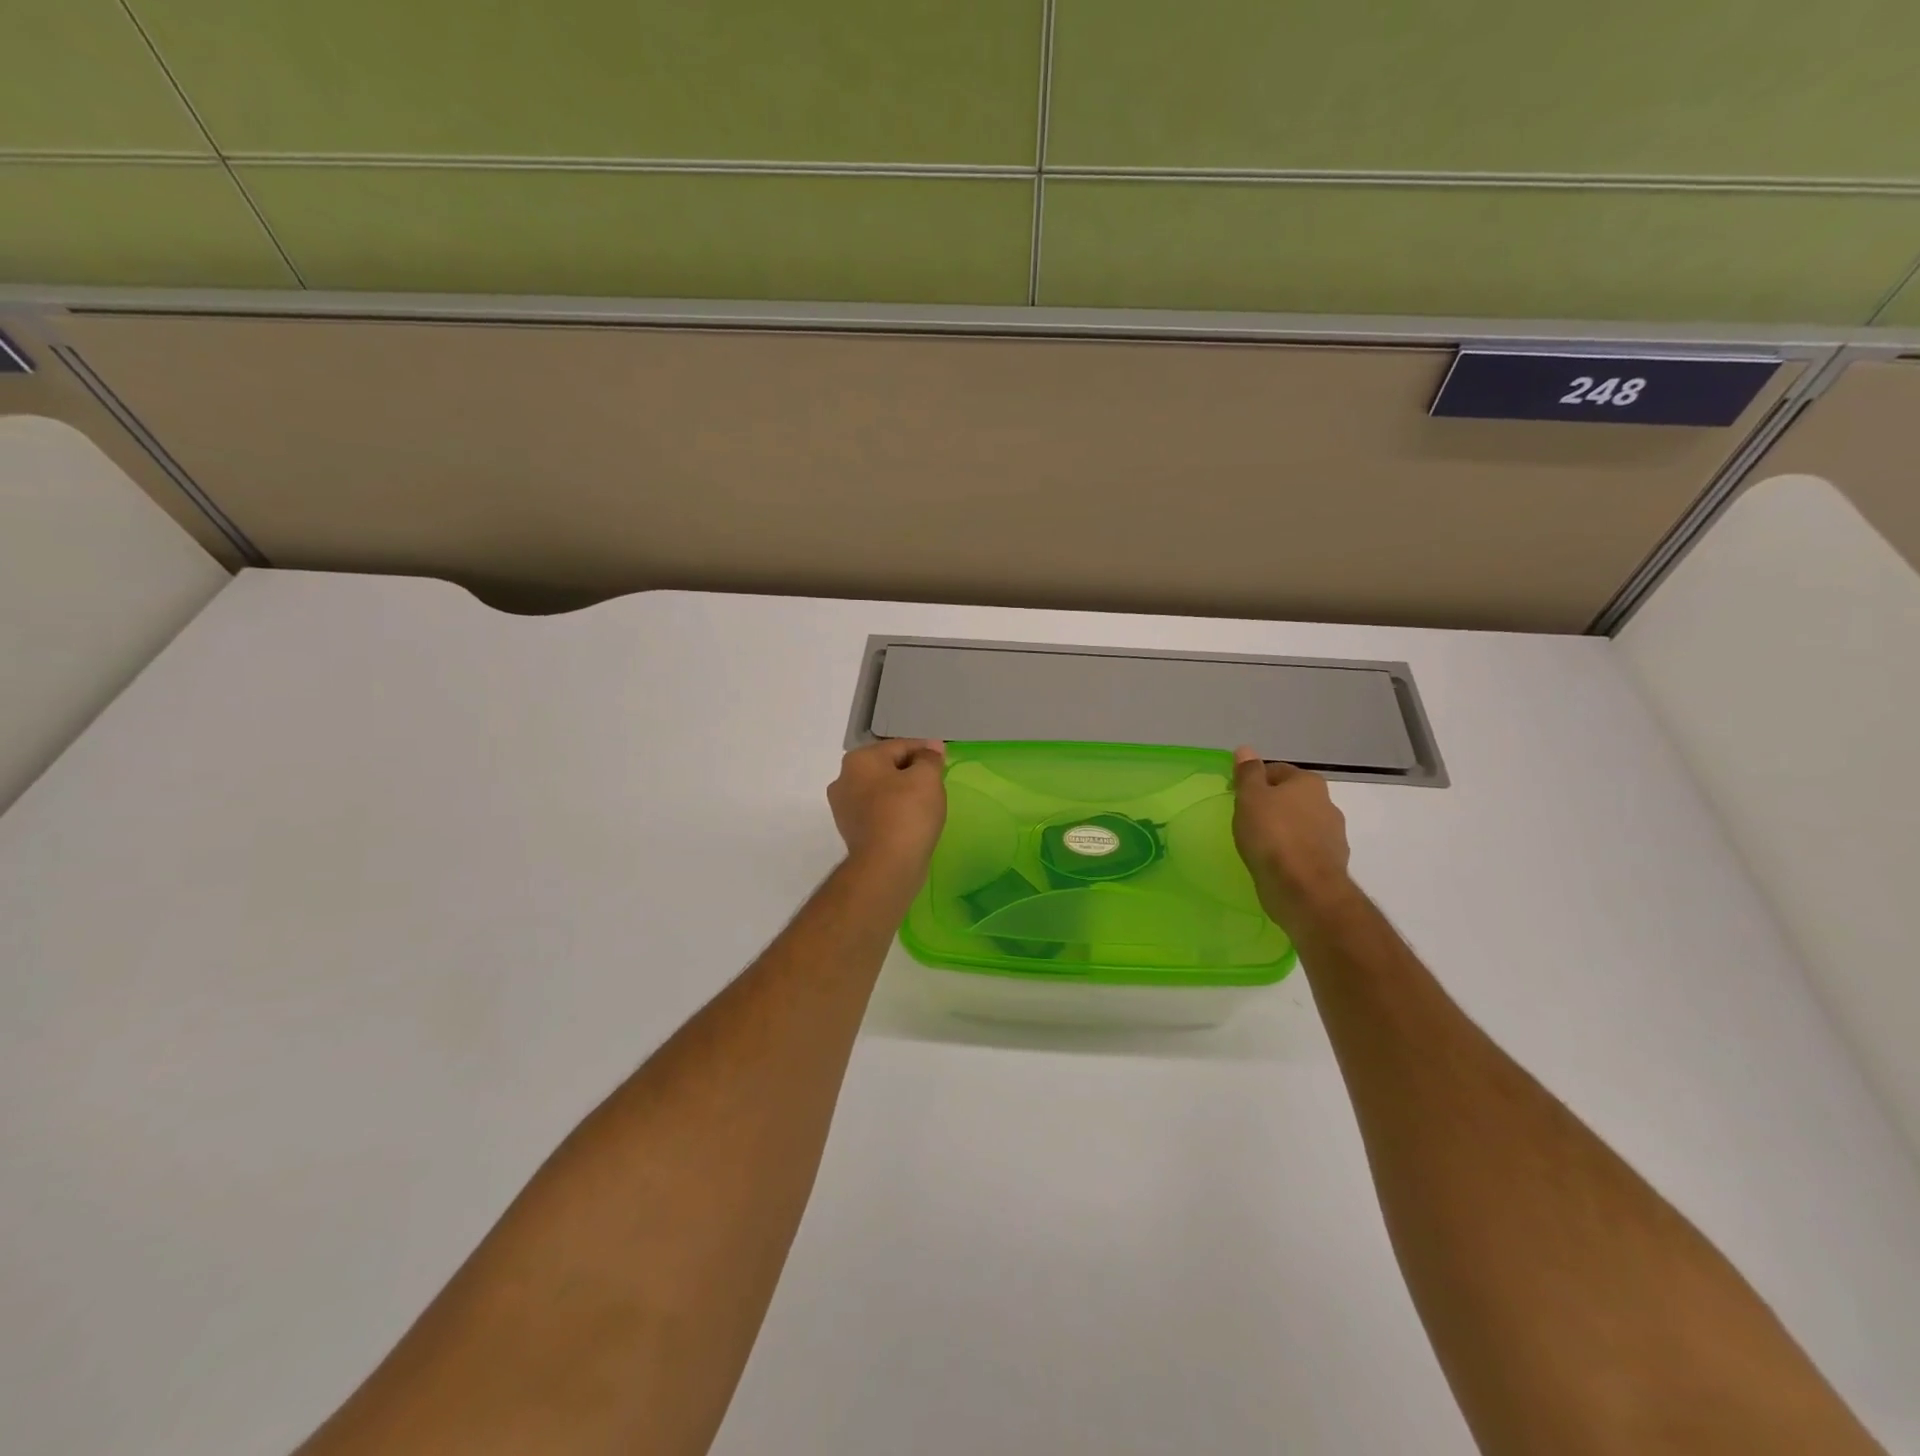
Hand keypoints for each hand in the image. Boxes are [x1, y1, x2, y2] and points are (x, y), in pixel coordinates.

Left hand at [828, 739, 947, 868]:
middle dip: (911, 771)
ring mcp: (844, 808)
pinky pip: (878, 812)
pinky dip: (893, 812)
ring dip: (902, 793)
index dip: (925, 750)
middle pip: (887, 767)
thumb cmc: (907, 814)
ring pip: (881, 790)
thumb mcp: (926, 778)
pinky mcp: (851, 831)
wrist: (886, 866)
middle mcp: (844, 779)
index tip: (944, 759)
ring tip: (926, 804)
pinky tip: (911, 821)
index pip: (899, 746)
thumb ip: (929, 758)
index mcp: (859, 760)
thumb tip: (932, 747)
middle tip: (936, 782)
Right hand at [1231, 746, 1355, 928]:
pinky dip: (1291, 853)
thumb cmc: (1272, 835)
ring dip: (1283, 830)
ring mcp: (1333, 835)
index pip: (1276, 771)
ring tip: (1259, 844)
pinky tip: (1274, 863)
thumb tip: (1246, 749)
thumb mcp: (1250, 798)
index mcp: (1308, 783)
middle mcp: (1326, 804)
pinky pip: (1305, 850)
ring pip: (1300, 824)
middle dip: (1271, 806)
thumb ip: (1248, 773)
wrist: (1304, 889)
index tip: (1236, 797)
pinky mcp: (1330, 863)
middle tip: (1246, 820)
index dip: (1254, 781)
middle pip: (1291, 798)